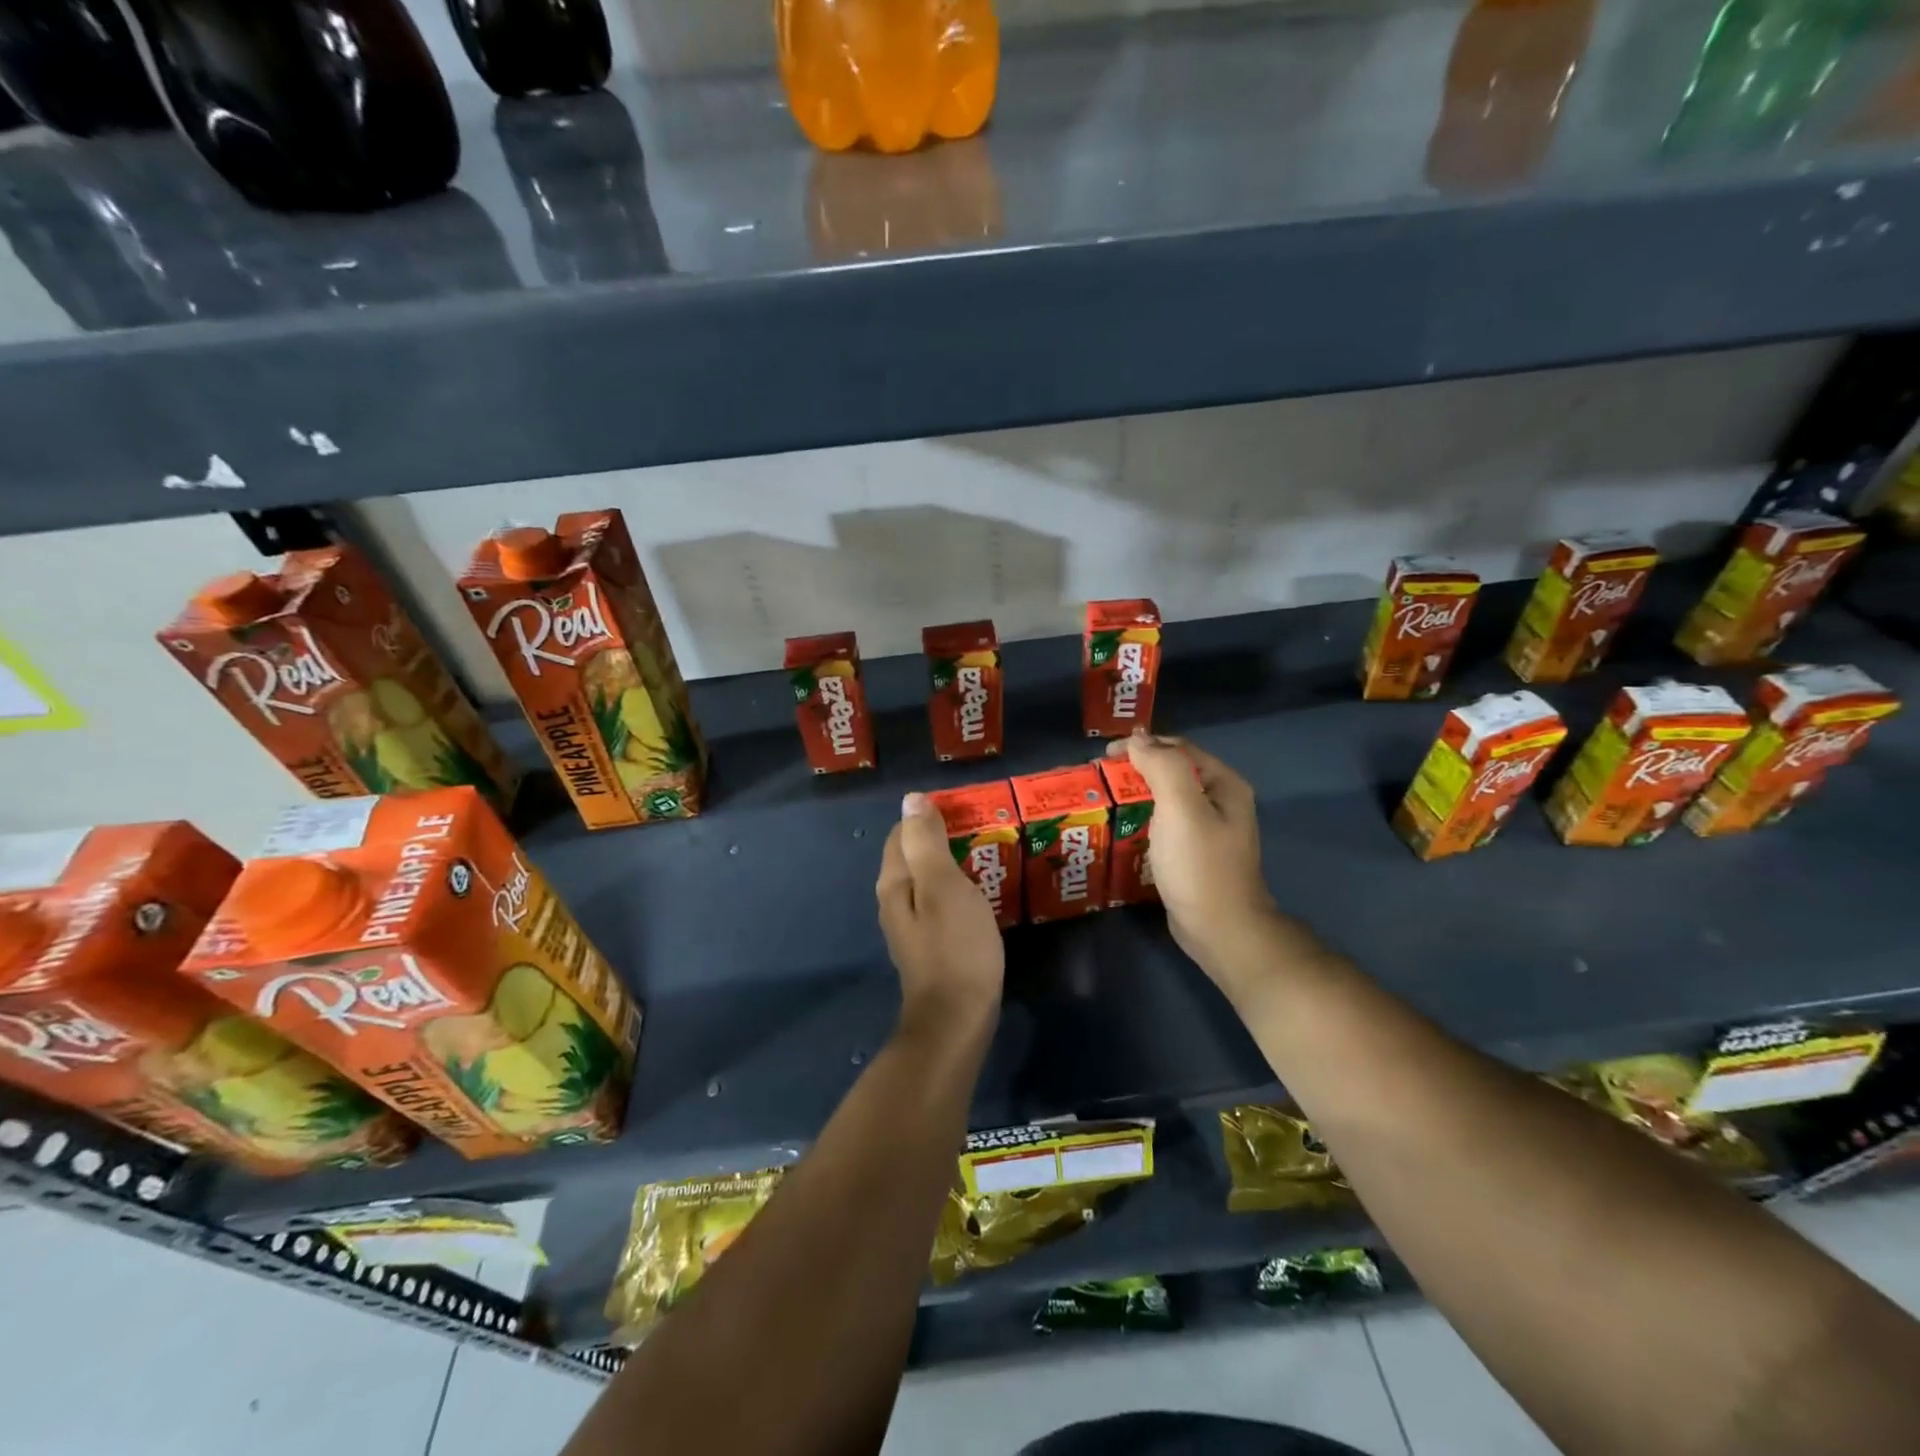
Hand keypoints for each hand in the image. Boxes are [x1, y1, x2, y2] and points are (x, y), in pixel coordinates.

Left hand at [877, 792, 1004, 1036]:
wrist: (956, 1019)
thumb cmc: (954, 947)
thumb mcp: (943, 886)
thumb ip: (925, 842)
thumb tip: (911, 799)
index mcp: (894, 882)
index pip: (902, 833)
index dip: (930, 816)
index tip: (966, 810)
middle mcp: (895, 900)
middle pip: (914, 856)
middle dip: (944, 838)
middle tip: (985, 830)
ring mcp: (912, 926)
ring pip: (929, 880)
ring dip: (954, 864)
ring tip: (990, 856)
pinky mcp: (931, 945)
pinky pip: (942, 904)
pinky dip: (959, 890)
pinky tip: (982, 894)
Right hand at [1107, 731, 1275, 976]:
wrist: (1221, 931)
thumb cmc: (1200, 866)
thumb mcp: (1181, 808)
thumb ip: (1161, 767)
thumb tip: (1138, 739)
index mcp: (1224, 784)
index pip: (1178, 748)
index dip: (1142, 745)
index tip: (1104, 756)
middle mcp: (1220, 801)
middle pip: (1173, 772)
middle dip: (1136, 770)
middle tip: (1100, 779)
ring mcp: (1209, 830)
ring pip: (1167, 799)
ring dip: (1137, 795)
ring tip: (1105, 800)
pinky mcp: (1194, 854)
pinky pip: (1165, 825)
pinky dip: (1143, 819)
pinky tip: (1123, 828)